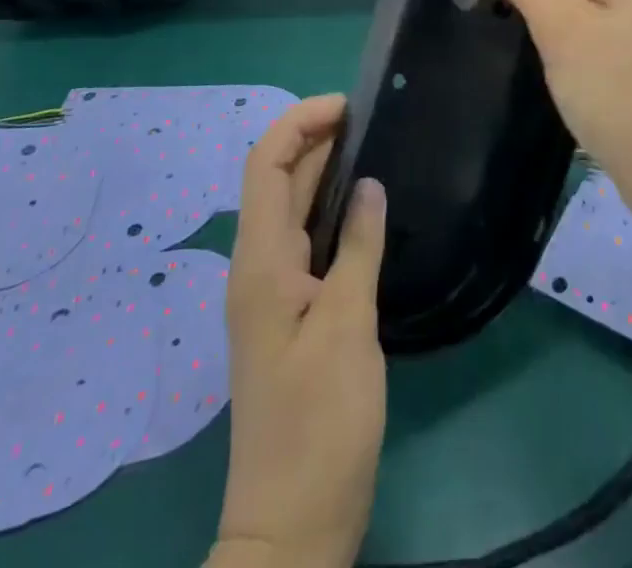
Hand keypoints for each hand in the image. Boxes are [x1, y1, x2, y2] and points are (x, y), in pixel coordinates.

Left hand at [213, 95, 388, 567]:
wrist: (291, 525)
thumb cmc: (318, 422)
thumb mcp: (348, 327)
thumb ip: (358, 248)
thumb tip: (368, 185)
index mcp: (260, 262)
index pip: (265, 166)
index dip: (299, 123)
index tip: (347, 106)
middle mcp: (257, 268)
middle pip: (277, 181)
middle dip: (315, 139)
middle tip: (372, 120)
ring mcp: (271, 292)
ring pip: (291, 210)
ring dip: (323, 172)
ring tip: (373, 148)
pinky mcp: (289, 314)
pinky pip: (305, 241)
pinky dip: (330, 211)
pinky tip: (365, 211)